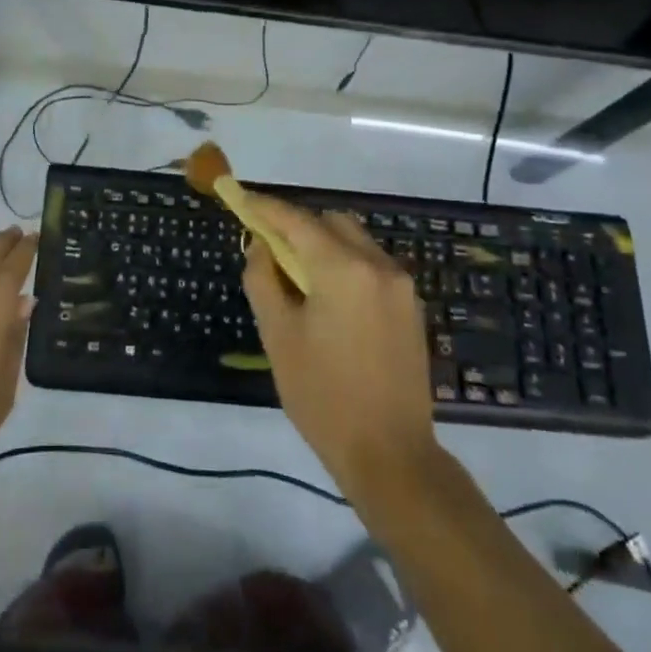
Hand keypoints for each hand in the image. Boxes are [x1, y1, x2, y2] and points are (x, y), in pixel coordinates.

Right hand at [240, 195, 440, 508]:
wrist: (390, 454)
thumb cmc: (322, 396)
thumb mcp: (278, 336)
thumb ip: (263, 280)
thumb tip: (260, 245)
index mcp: (343, 270)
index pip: (296, 221)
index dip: (265, 207)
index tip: (240, 197)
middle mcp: (378, 265)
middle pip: (331, 222)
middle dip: (297, 225)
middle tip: (267, 247)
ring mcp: (401, 285)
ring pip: (354, 240)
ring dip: (322, 244)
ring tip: (296, 276)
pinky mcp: (411, 306)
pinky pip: (370, 265)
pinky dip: (343, 264)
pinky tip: (326, 297)